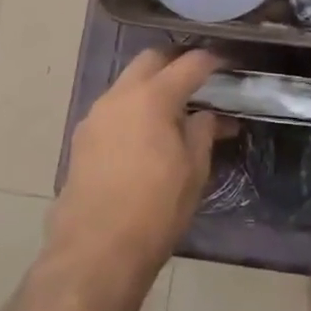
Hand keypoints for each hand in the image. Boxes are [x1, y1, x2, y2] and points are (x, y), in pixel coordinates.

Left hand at [49, 49, 223, 276]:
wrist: (95, 251)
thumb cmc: (155, 209)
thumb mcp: (194, 170)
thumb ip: (202, 131)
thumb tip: (207, 115)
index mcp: (153, 97)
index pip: (189, 63)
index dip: (212, 60)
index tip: (228, 63)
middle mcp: (120, 96)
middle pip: (151, 60)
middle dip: (176, 62)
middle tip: (199, 79)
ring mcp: (96, 116)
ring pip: (128, 83)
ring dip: (152, 86)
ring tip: (175, 110)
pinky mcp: (82, 138)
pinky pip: (114, 108)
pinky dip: (134, 109)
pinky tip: (147, 134)